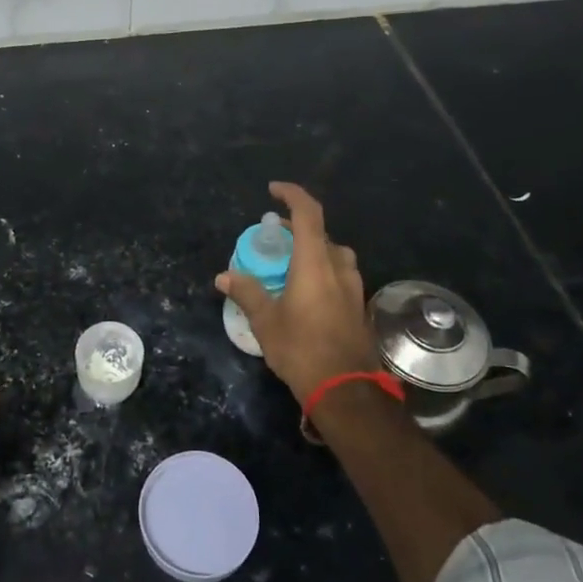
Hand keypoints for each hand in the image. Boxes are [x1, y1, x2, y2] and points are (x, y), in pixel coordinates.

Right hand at [215, 182, 378, 402]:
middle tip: (273, 236)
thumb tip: (224, 276)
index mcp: (316, 262)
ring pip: (334, 255)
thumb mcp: (266, 321)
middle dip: (297, 228)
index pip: (308, 212)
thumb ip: (247, 293)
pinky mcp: (359, 307)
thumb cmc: (302, 349)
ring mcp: (354, 287)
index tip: (273, 190)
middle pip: (321, 233)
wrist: (347, 391)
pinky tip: (306, 292)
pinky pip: (340, 276)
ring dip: (312, 250)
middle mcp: (339, 267)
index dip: (292, 194)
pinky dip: (322, 271)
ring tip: (289, 263)